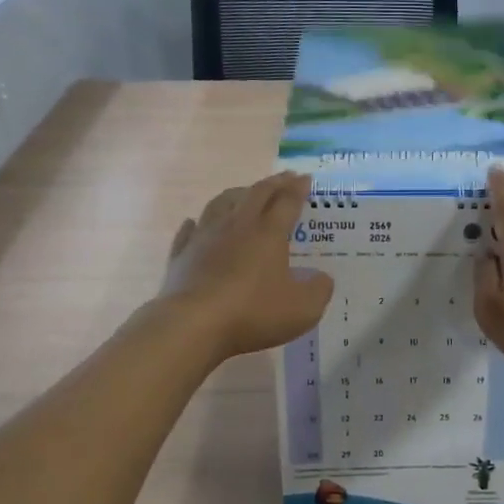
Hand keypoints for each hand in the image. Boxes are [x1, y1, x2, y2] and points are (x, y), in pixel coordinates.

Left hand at [161, 172, 333, 360]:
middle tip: (284, 178)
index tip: (305, 178)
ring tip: (244, 193)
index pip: (287, 202)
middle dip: (273, 183)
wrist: (194, 325)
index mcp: (269, 233)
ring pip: (220, 204)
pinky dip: (197, 223)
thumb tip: (322, 278)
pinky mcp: (181, 256)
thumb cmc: (254, 312)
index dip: (298, 189)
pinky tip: (196, 223)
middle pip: (256, 195)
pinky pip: (189, 231)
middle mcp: (237, 226)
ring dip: (236, 194)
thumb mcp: (303, 308)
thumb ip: (319, 290)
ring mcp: (205, 238)